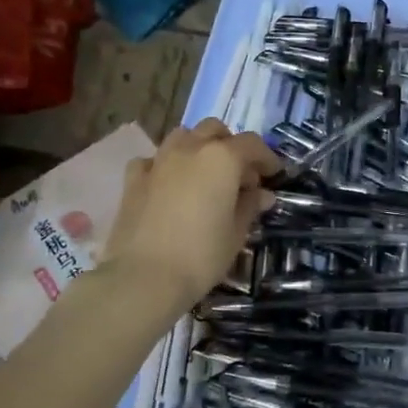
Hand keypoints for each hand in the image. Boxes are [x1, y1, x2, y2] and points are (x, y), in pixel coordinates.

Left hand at [105, 119, 280, 311]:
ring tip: (204, 175)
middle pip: (215, 130)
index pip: (252, 145)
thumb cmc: (201, 255)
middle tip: (239, 176)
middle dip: (231, 146)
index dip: (266, 158)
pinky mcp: (133, 179)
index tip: (274, 176)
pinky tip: (168, 185)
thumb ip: (250, 206)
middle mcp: (190, 149)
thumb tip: (262, 194)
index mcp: (222, 158)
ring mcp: (158, 161)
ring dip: (198, 147)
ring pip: (183, 137)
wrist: (143, 277)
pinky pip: (153, 160)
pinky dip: (165, 166)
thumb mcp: (236, 233)